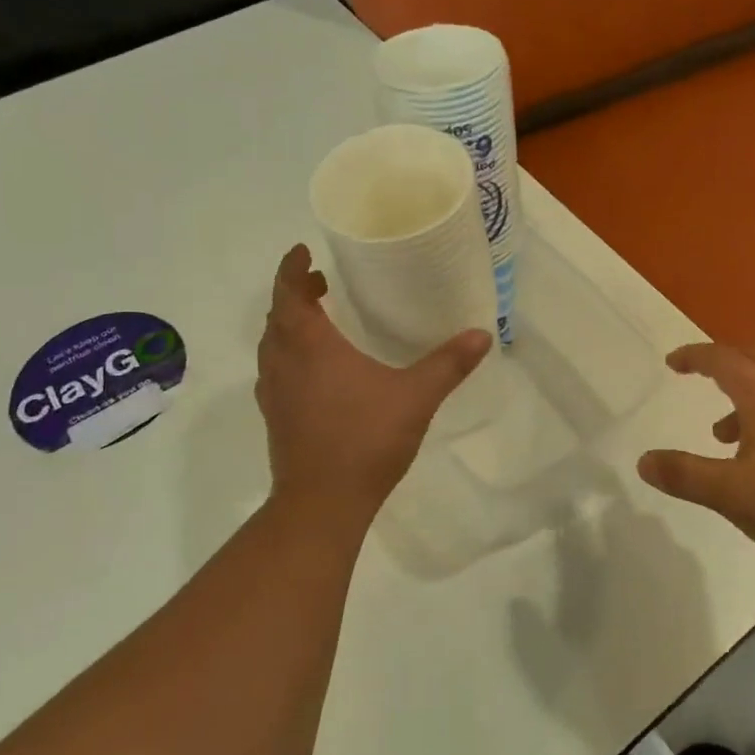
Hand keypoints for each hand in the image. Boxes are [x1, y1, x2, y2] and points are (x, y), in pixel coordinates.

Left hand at [255, 245, 491, 521]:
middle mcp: (284, 363)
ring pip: (272, 345)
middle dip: (295, 294)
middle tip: (321, 284)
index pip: (289, 293)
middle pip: (278, 316)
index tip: (303, 252)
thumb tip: (482, 334)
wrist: (321, 503)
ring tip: (319, 320)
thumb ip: (448, 364)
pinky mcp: (275, 417)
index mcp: (310, 346)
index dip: (292, 268)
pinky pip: (275, 371)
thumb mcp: (416, 397)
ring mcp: (275, 392)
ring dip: (289, 325)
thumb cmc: (365, 440)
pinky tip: (316, 371)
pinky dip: (288, 355)